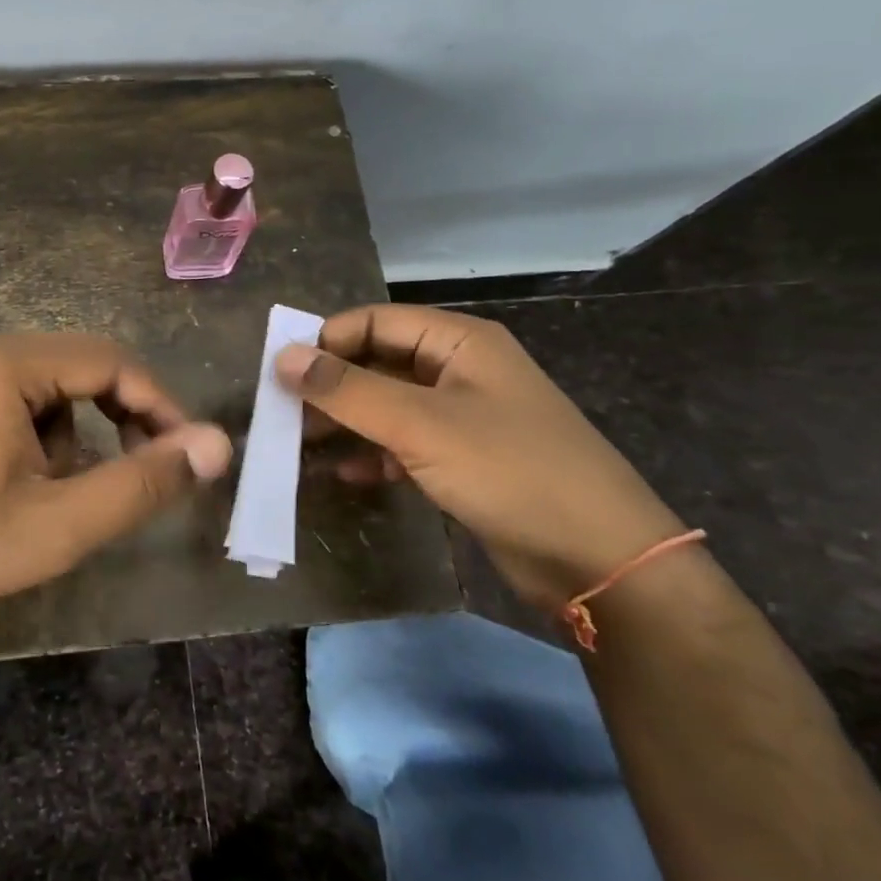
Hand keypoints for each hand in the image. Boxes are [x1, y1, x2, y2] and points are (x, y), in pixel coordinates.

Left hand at [0, 333, 232, 628]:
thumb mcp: (62, 524)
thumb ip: (143, 483)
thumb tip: (217, 445)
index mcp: (7, 363)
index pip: (112, 362)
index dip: (160, 405)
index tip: (189, 454)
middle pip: (81, 369)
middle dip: (121, 420)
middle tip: (145, 473)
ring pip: (51, 390)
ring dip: (77, 436)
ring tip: (63, 496)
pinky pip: (17, 402)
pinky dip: (40, 439)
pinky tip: (23, 487)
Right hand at [276, 304, 682, 612]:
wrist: (601, 559)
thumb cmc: (509, 470)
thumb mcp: (419, 424)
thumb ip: (347, 389)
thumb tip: (282, 357)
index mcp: (459, 341)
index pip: (373, 321)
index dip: (325, 341)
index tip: (279, 373)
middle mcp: (460, 369)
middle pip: (378, 362)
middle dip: (331, 385)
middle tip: (282, 413)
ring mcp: (464, 416)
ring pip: (388, 405)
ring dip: (347, 421)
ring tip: (300, 445)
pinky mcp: (466, 459)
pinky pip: (406, 442)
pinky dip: (375, 453)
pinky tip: (346, 474)